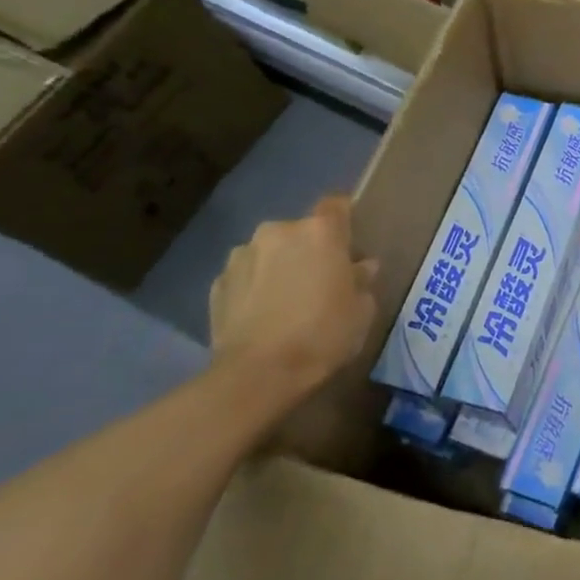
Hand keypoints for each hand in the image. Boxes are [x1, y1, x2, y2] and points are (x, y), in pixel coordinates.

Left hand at [209, 195, 377, 399]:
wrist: (257, 375)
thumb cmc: (323, 334)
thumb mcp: (362, 310)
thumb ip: (362, 281)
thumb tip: (360, 267)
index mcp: (320, 231)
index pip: (337, 205)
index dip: (344, 220)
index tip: (350, 243)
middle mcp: (278, 231)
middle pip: (300, 230)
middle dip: (309, 249)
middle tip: (319, 280)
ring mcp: (241, 255)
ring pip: (269, 252)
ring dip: (278, 266)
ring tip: (286, 300)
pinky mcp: (216, 284)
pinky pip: (245, 276)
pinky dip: (254, 288)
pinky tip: (261, 315)